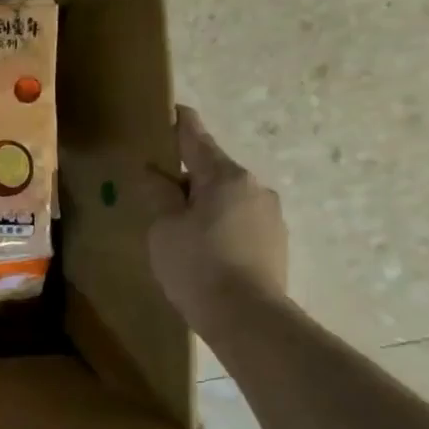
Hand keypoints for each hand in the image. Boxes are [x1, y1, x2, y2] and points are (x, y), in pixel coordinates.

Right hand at [138, 106, 288, 331]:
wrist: (247, 318)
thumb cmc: (197, 265)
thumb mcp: (164, 227)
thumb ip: (159, 195)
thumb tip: (153, 172)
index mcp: (225, 177)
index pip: (197, 139)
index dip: (181, 124)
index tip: (172, 110)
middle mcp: (254, 187)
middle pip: (213, 171)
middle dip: (187, 175)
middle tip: (158, 187)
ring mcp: (270, 216)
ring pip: (227, 198)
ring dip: (203, 203)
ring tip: (178, 226)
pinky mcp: (275, 242)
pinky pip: (239, 221)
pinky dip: (218, 225)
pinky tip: (202, 248)